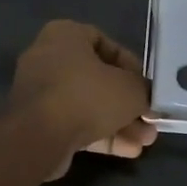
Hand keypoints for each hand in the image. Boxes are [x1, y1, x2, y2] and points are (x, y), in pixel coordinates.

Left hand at [9, 20, 157, 175]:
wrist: (38, 138)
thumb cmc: (87, 96)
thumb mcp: (130, 89)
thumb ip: (143, 90)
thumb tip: (146, 99)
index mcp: (65, 35)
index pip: (105, 43)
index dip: (131, 66)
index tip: (146, 86)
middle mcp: (48, 58)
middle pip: (98, 79)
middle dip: (128, 103)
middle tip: (149, 120)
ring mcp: (40, 92)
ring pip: (88, 105)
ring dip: (119, 123)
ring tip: (146, 141)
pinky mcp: (37, 123)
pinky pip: (74, 123)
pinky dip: (100, 135)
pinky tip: (128, 151)